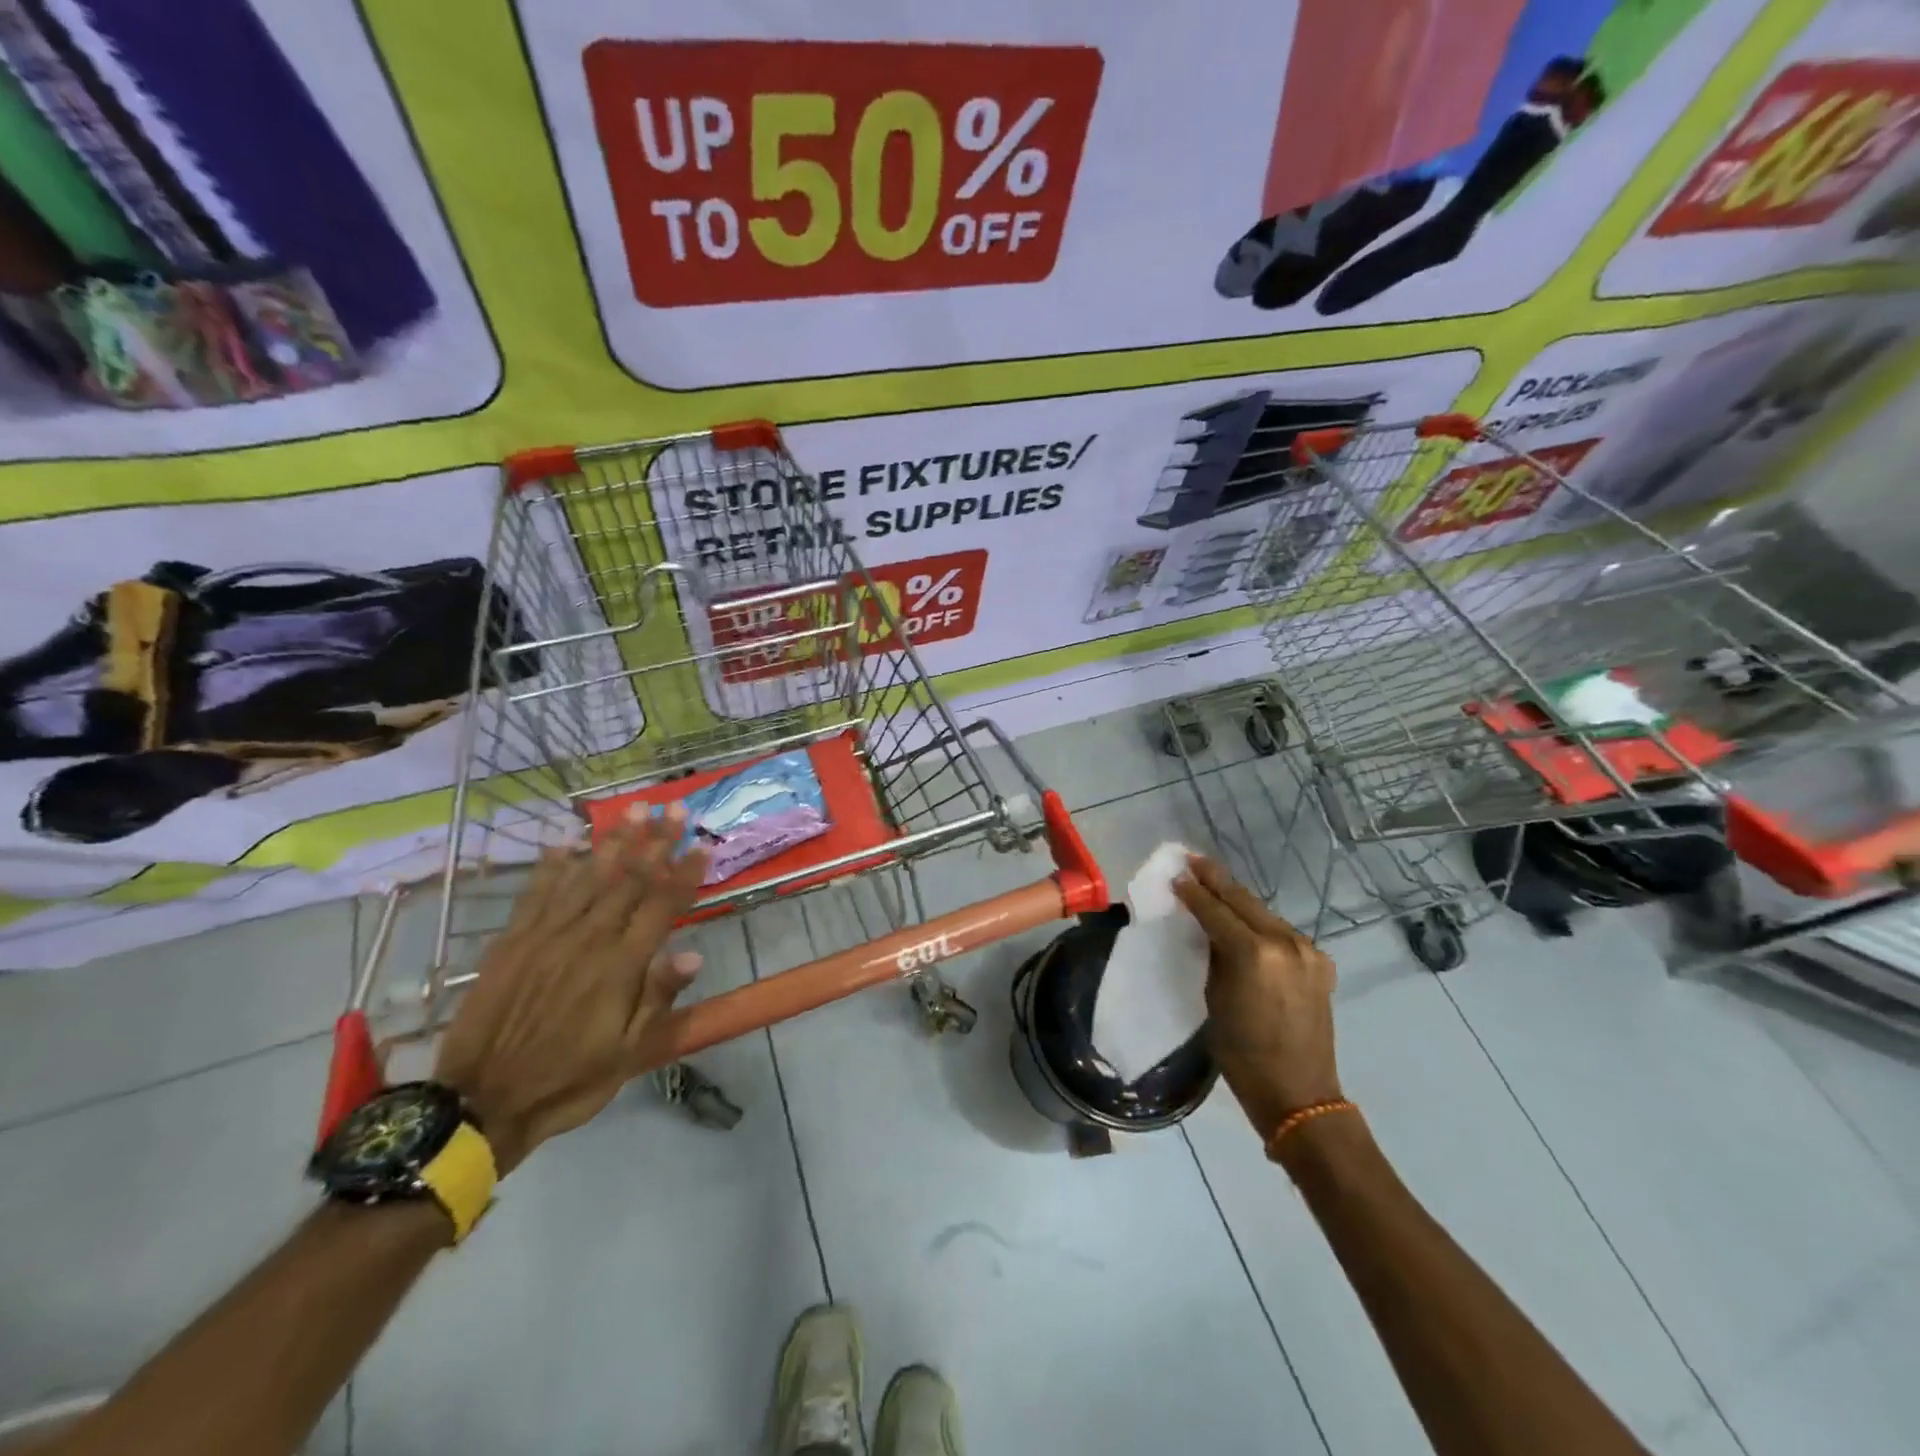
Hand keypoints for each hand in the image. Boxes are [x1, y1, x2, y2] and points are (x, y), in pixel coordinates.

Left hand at [434, 805, 707, 1174]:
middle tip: (673, 808)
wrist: (480, 1104)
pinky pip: (536, 894)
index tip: (703, 844)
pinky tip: (567, 843)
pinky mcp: (512, 942)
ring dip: (614, 842)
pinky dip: (553, 867)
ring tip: (633, 810)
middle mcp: (587, 940)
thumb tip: (694, 954)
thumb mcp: (627, 1053)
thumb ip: (658, 998)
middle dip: (655, 842)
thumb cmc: (568, 1080)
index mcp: (620, 966)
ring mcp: (546, 936)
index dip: (684, 874)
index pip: (661, 906)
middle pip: (629, 881)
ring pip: (588, 878)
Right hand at [1173, 855, 1340, 1137]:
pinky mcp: (1320, 963)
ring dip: (1238, 900)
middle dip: (1217, 880)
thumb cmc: (1243, 1053)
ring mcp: (1308, 951)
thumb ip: (1214, 955)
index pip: (1216, 910)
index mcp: (1254, 953)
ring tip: (1215, 885)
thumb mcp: (1215, 998)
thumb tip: (1208, 929)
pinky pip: (1282, 932)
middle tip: (1193, 860)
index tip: (1176, 875)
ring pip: (1264, 913)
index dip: (1193, 892)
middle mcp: (1285, 942)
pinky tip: (1245, 920)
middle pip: (1244, 901)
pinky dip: (1260, 923)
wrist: (1300, 1094)